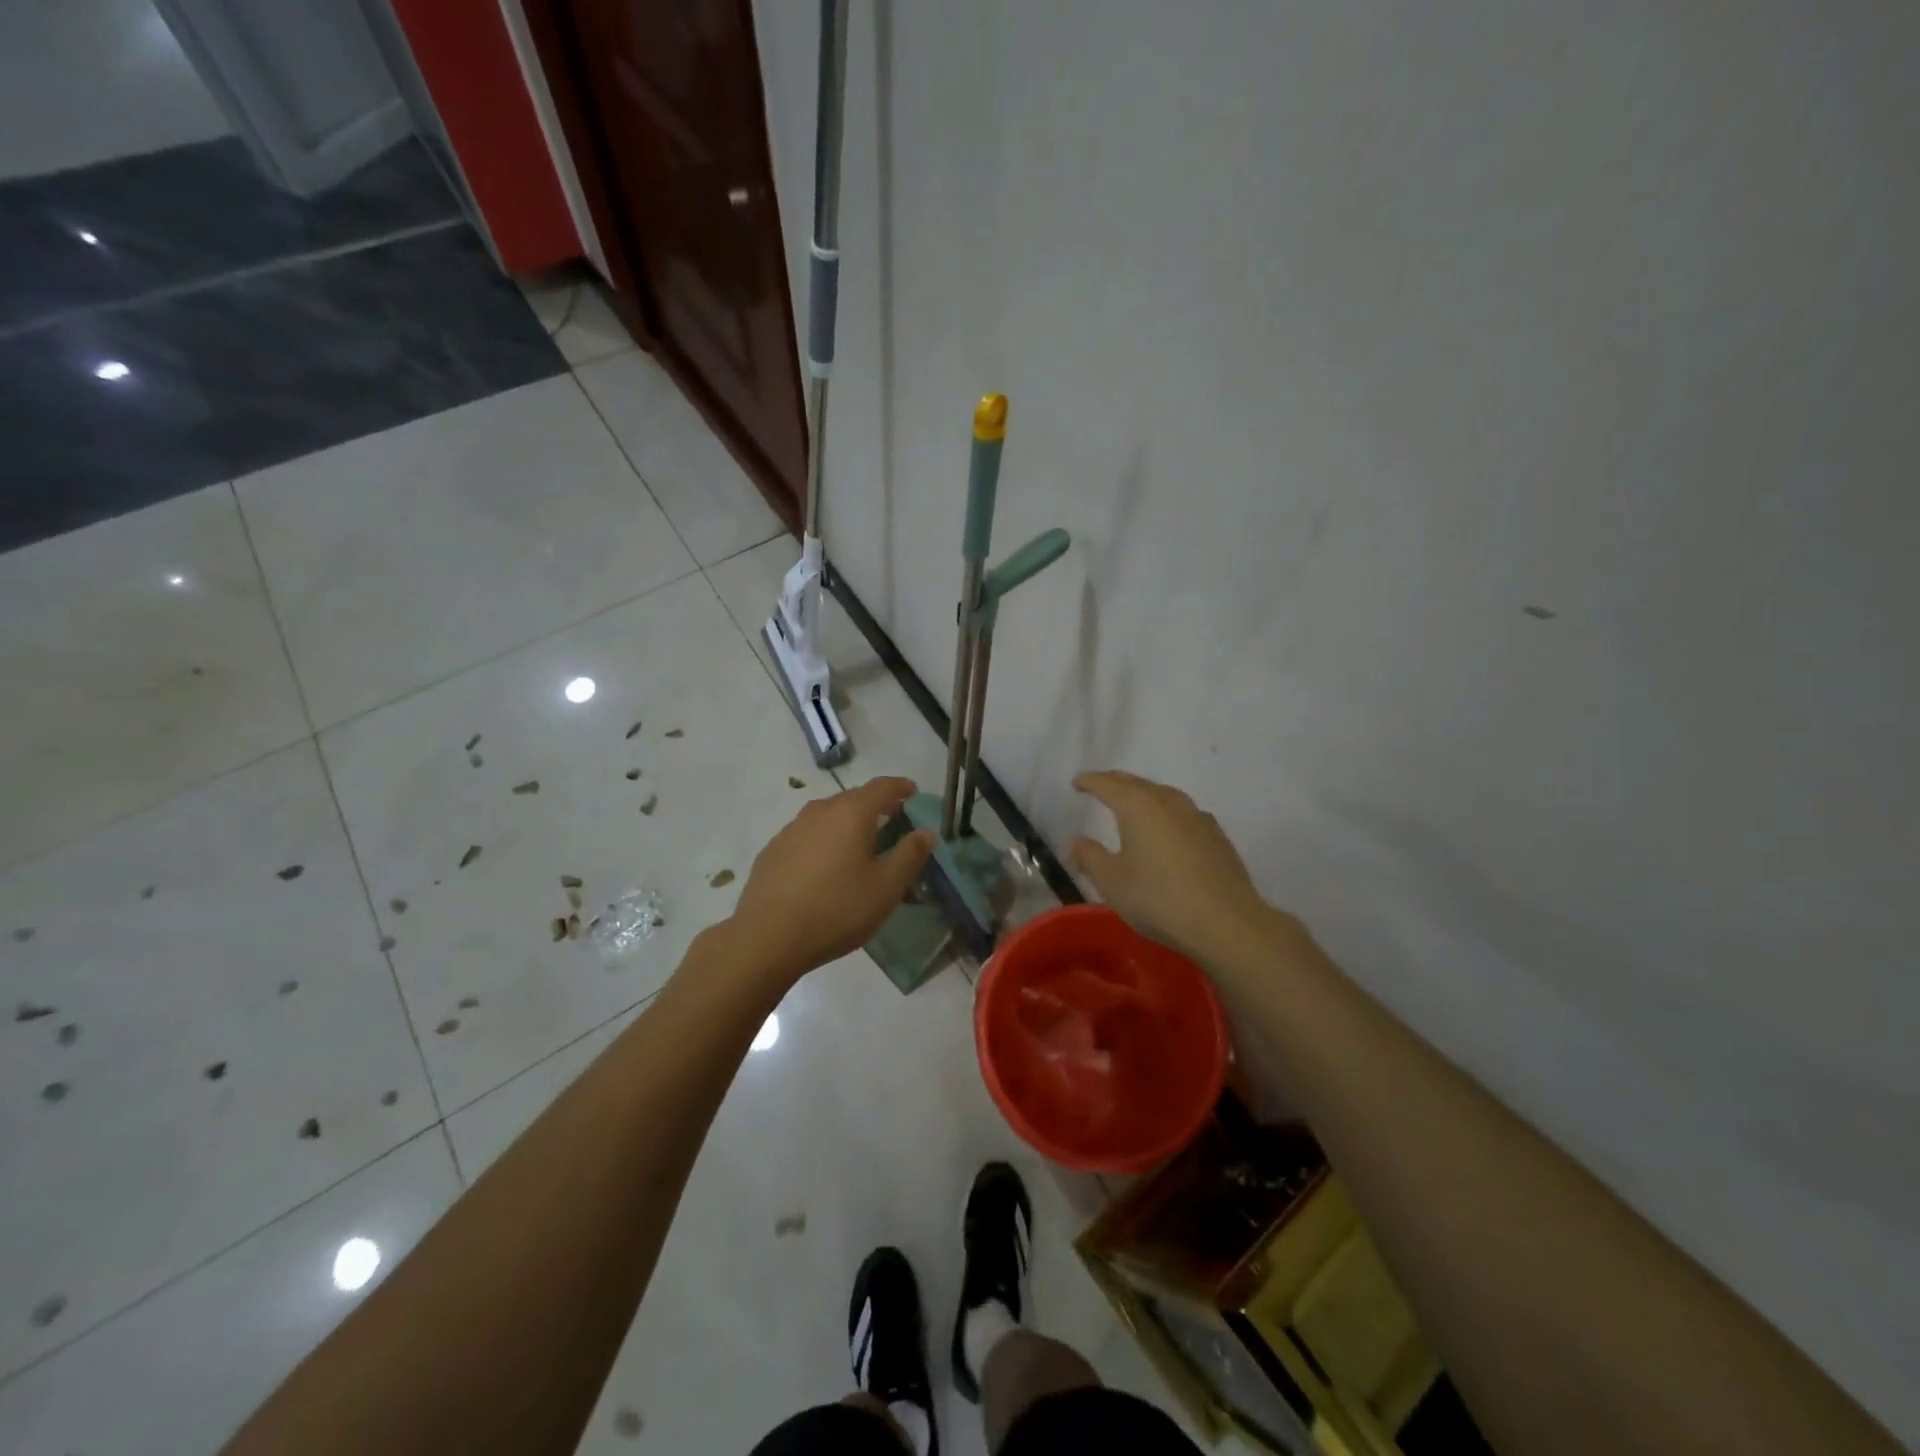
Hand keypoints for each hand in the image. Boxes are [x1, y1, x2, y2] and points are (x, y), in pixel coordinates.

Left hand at [725, 776, 933, 983]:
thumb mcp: (886, 887)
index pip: (882, 787)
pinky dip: (824, 840)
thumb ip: (909, 855)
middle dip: (876, 805)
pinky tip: (826, 866)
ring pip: (828, 816)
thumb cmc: (837, 909)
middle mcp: (820, 811)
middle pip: (853, 798)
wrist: (768, 937)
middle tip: (893, 818)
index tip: (913, 791)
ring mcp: (791, 829)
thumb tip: (925, 833)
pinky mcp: (773, 851)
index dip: (900, 787)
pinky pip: (807, 835)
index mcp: (851, 813)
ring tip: (860, 843)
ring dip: (848, 823)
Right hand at [1069, 770, 1278, 967]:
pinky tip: (1169, 828)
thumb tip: (1078, 843)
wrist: (1225, 922)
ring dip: (1145, 794)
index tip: (1077, 782)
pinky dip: (1167, 812)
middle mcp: (1168, 802)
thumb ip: (1090, 857)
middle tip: (1101, 786)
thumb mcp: (1112, 882)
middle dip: (1116, 782)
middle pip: (1137, 783)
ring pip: (1164, 795)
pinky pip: (1184, 812)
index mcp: (1138, 807)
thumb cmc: (1158, 898)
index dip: (1090, 782)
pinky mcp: (1217, 836)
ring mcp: (1197, 817)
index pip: (1108, 785)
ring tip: (1134, 803)